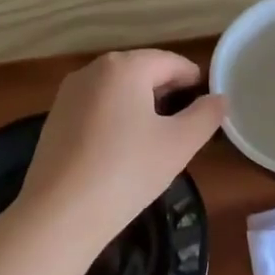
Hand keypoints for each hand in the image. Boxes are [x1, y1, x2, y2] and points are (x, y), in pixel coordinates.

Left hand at [19, 50, 227, 249]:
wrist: (60, 212)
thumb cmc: (127, 171)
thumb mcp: (179, 144)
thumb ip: (206, 116)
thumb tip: (219, 99)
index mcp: (125, 67)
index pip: (170, 62)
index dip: (194, 79)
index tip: (208, 102)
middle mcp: (93, 70)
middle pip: (141, 71)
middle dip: (166, 91)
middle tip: (186, 122)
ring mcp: (68, 93)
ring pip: (116, 89)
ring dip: (140, 104)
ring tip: (157, 135)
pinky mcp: (55, 117)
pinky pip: (96, 106)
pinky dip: (115, 117)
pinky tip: (122, 147)